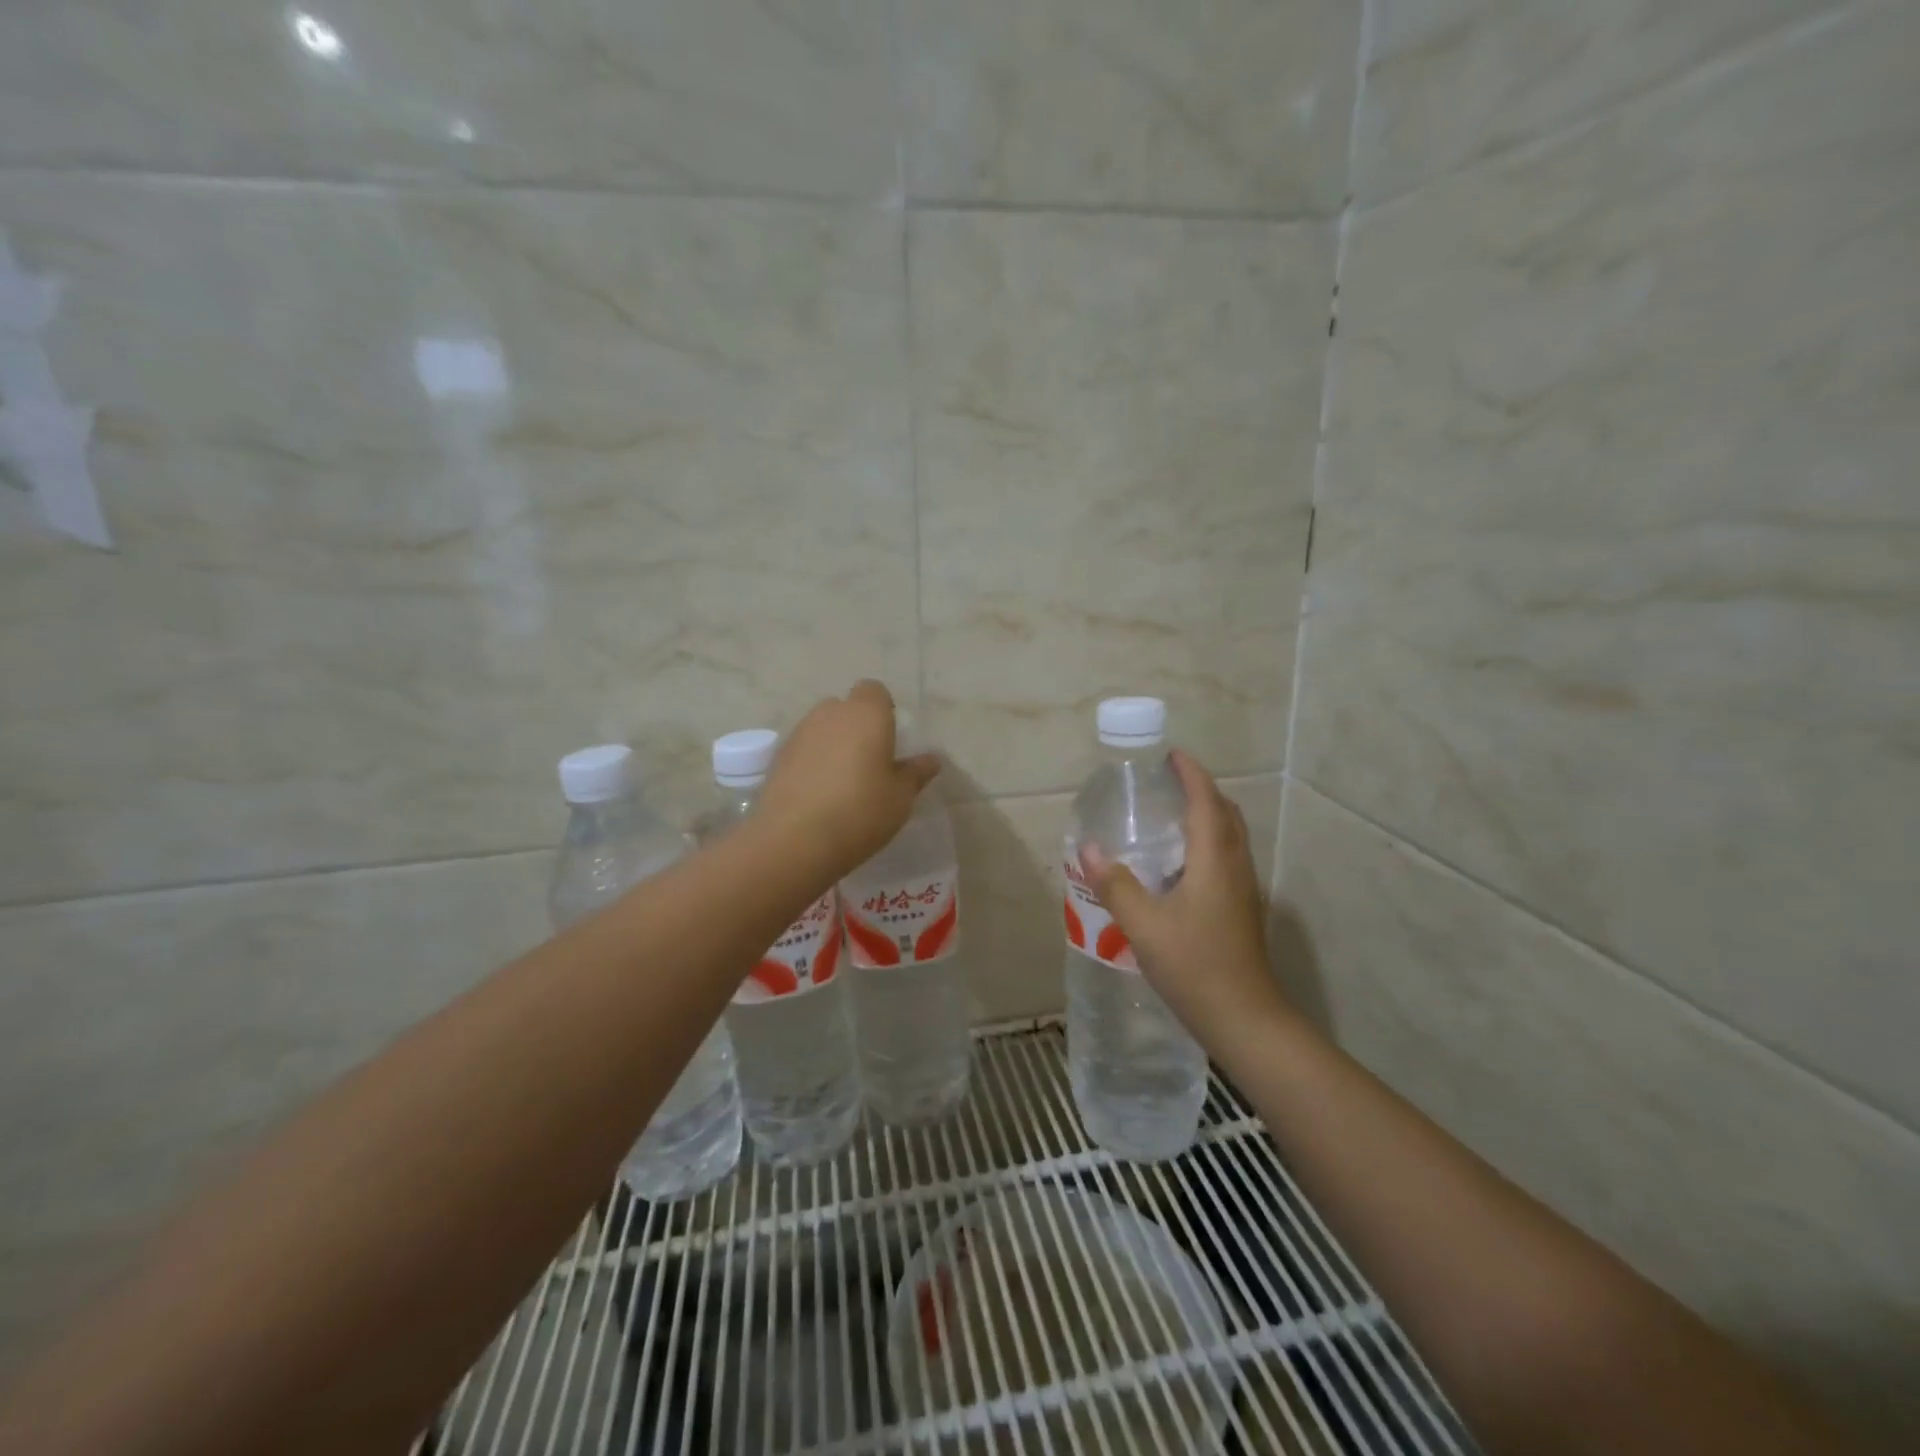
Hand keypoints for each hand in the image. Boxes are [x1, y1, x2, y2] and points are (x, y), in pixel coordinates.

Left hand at [755, 681, 941, 875]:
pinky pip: (803, 750)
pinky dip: (812, 763)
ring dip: (833, 745)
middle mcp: (830, 714)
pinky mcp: (777, 758)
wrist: (793, 840)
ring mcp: (799, 733)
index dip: (883, 710)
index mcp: (866, 714)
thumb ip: (916, 773)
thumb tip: (931, 760)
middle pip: (846, 708)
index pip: (874, 691)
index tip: (890, 740)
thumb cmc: (860, 811)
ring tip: (842, 782)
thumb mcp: (900, 797)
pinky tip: (818, 795)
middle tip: (869, 762)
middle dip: (857, 727)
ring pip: (822, 728)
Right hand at [1078, 750, 1287, 1045]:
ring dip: (1209, 815)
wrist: (1244, 1018)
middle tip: (1169, 782)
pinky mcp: (1243, 909)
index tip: (1172, 755)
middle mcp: (1235, 867)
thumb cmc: (1194, 966)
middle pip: (1226, 813)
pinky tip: (1183, 864)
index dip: (1191, 774)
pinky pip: (1229, 857)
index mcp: (1214, 861)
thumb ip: (1115, 885)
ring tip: (1174, 815)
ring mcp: (1244, 889)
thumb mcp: (1144, 926)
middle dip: (1202, 790)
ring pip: (1231, 836)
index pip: (1206, 802)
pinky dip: (1210, 841)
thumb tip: (1088, 848)